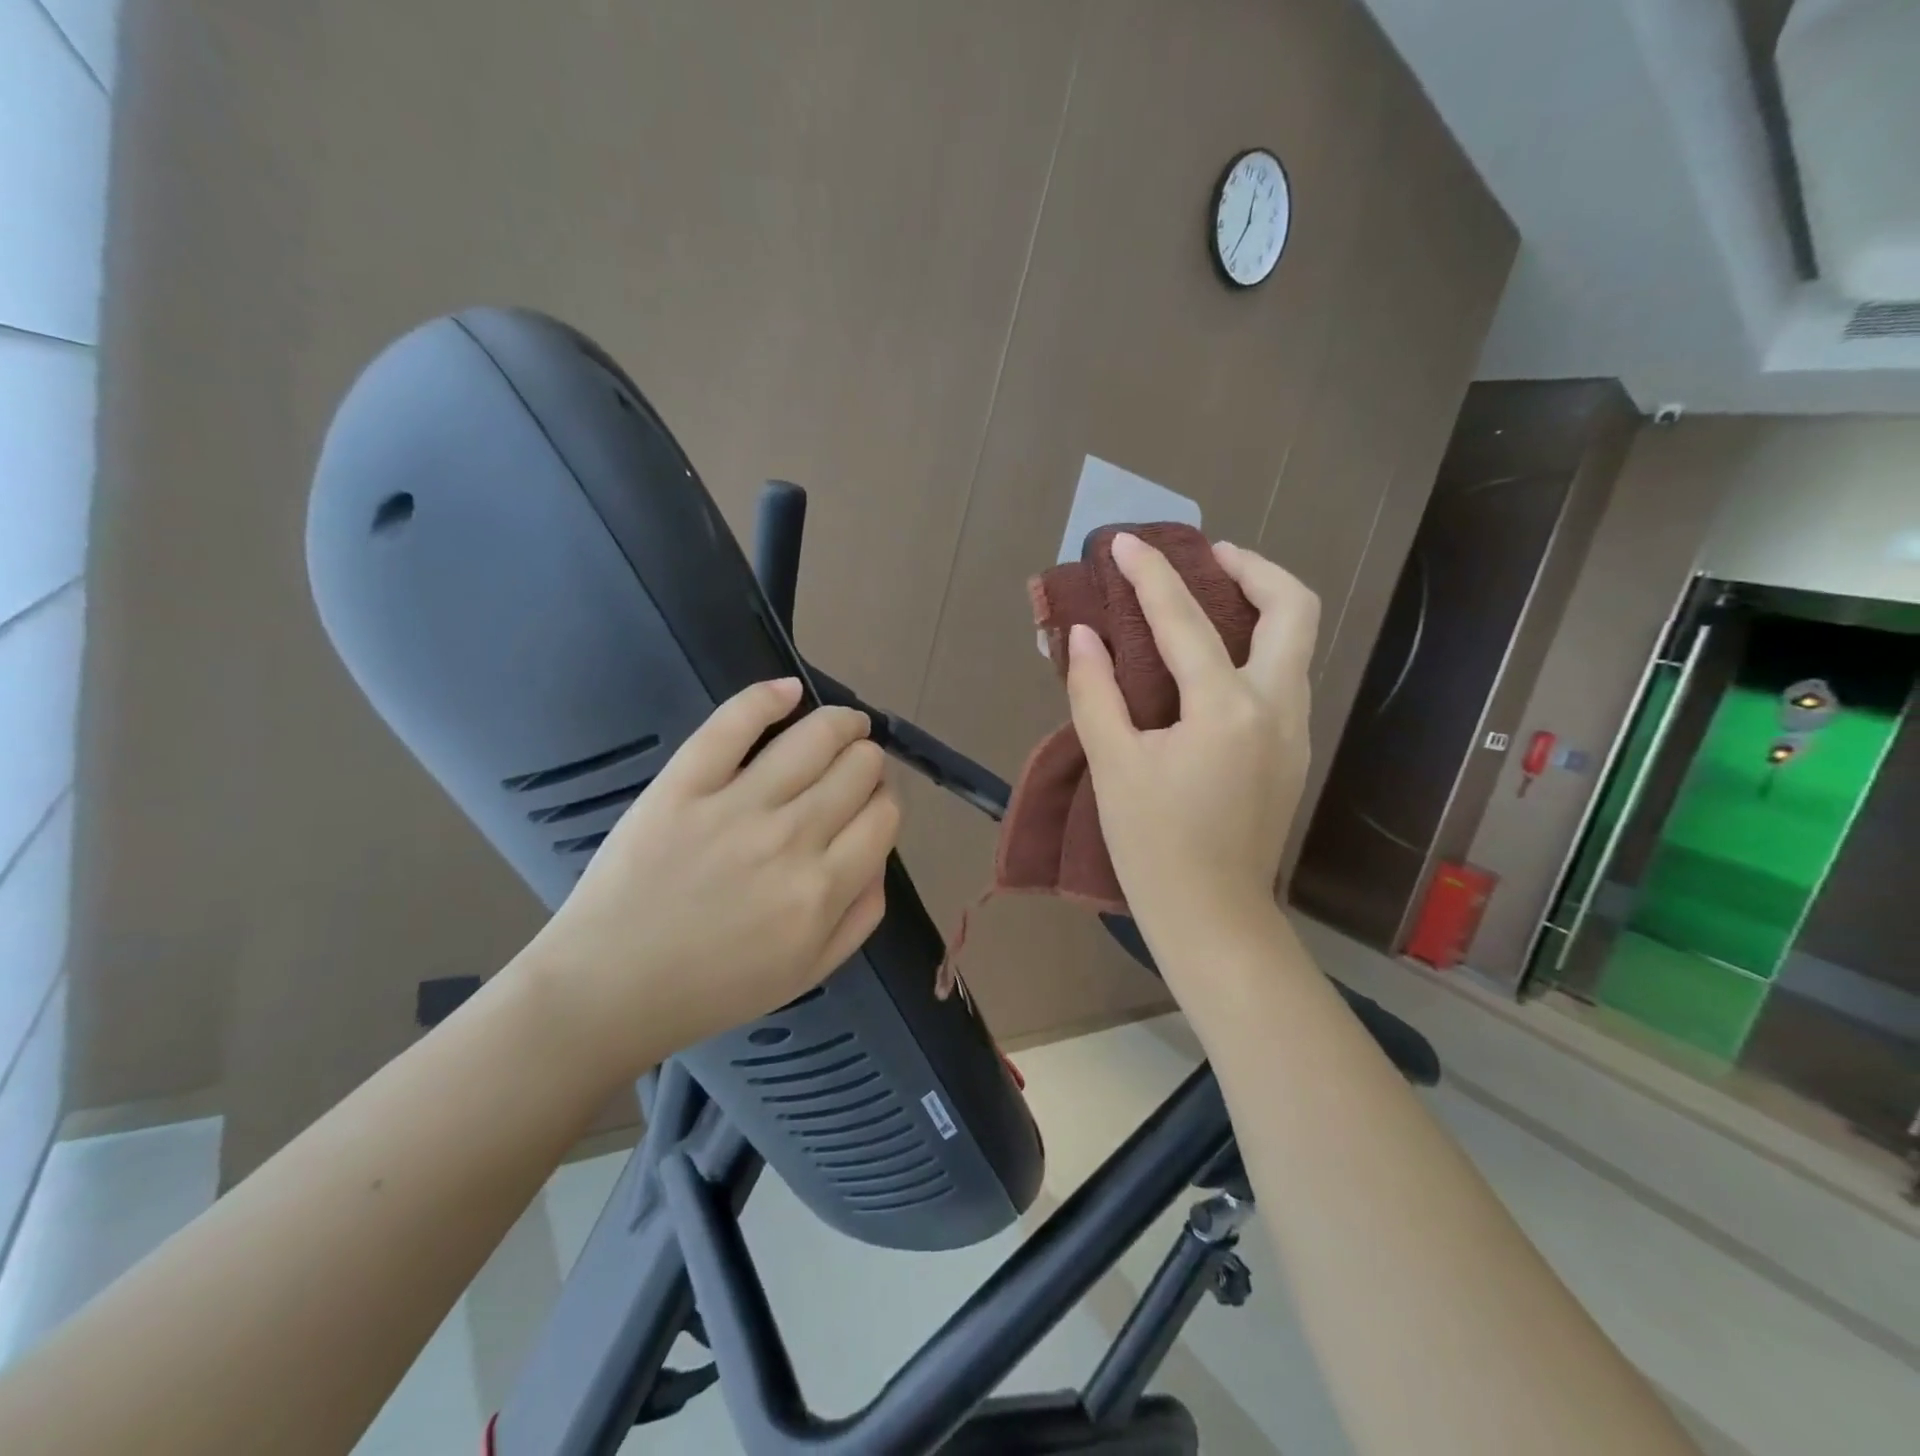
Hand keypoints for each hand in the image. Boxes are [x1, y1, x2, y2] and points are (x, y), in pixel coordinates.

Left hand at [516, 678, 899, 1082]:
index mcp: (822, 890)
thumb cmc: (713, 988)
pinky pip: (733, 723)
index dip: (885, 802)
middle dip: (867, 763)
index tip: (870, 805)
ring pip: (814, 737)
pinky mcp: (683, 785)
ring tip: (843, 724)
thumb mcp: (808, 972)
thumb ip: (862, 915)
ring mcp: (734, 806)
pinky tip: (789, 691)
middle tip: (854, 769)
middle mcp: (790, 839)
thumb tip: (880, 855)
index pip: (883, 816)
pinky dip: (768, 697)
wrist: (609, 989)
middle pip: (858, 769)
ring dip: (841, 723)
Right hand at [1066, 534, 1318, 938]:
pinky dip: (1257, 648)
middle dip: (1252, 568)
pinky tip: (1214, 663)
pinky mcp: (1293, 751)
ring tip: (1208, 601)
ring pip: (1296, 642)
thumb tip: (1083, 636)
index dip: (1150, 575)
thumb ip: (1095, 692)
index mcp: (1226, 708)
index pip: (1185, 621)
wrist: (1213, 915)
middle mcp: (1276, 707)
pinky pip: (1284, 676)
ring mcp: (1294, 730)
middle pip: (1292, 608)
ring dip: (1259, 606)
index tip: (1124, 544)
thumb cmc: (1154, 845)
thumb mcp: (1114, 765)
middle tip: (1207, 558)